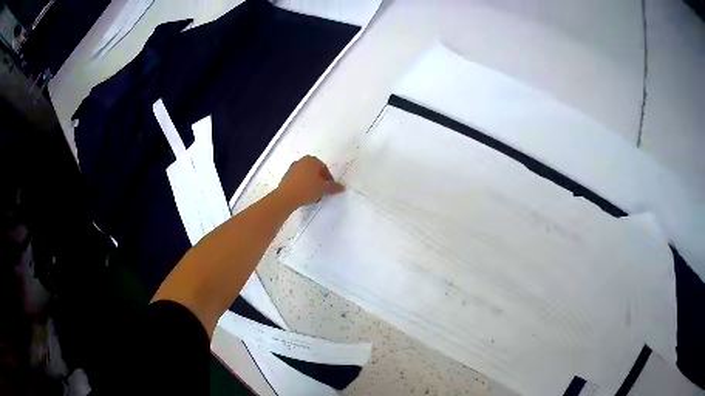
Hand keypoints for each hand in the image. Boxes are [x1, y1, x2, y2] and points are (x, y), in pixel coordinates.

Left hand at [276, 156, 344, 208]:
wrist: (286, 197)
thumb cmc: (307, 189)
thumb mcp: (323, 189)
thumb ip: (333, 187)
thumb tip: (342, 187)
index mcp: (312, 160)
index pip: (324, 169)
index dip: (329, 180)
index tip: (329, 189)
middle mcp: (301, 161)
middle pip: (315, 172)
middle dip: (320, 182)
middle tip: (322, 192)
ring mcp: (292, 168)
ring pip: (306, 176)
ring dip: (311, 184)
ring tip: (313, 196)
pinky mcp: (286, 177)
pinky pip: (298, 180)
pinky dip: (303, 186)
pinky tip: (304, 196)